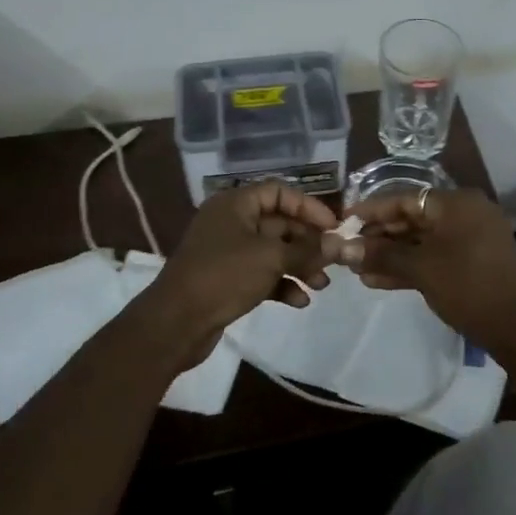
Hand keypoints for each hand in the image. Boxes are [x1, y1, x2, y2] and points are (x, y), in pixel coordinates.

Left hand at [143, 182, 341, 366]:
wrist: (175, 323)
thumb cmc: (224, 276)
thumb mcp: (271, 258)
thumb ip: (308, 250)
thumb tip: (339, 245)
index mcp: (235, 204)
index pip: (279, 192)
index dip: (308, 207)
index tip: (333, 227)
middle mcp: (231, 222)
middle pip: (279, 223)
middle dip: (308, 242)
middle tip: (333, 260)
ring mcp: (228, 252)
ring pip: (273, 251)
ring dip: (299, 266)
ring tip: (321, 285)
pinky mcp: (227, 279)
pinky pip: (262, 274)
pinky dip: (281, 283)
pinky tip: (300, 301)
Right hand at [336, 188, 515, 349]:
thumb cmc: (466, 285)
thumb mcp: (420, 268)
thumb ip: (381, 254)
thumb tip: (341, 248)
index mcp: (457, 203)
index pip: (405, 199)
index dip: (372, 211)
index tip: (344, 221)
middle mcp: (466, 213)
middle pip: (413, 219)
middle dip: (379, 237)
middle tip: (347, 250)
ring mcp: (471, 238)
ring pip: (422, 241)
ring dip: (391, 255)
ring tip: (357, 269)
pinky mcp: (472, 262)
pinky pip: (435, 257)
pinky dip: (410, 266)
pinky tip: (377, 281)